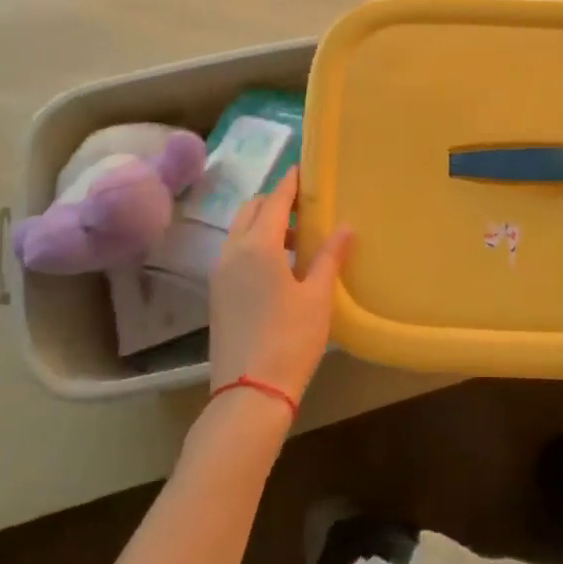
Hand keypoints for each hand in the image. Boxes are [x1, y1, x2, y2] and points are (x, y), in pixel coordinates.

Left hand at [208, 168, 352, 406]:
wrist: (249, 393)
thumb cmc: (290, 339)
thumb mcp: (318, 296)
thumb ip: (330, 256)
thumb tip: (345, 227)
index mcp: (258, 245)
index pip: (275, 200)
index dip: (290, 184)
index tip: (304, 170)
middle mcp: (233, 251)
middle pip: (252, 210)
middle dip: (276, 201)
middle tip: (306, 207)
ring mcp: (220, 273)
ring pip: (240, 231)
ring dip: (265, 224)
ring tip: (299, 239)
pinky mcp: (217, 294)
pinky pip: (235, 253)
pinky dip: (254, 245)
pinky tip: (279, 266)